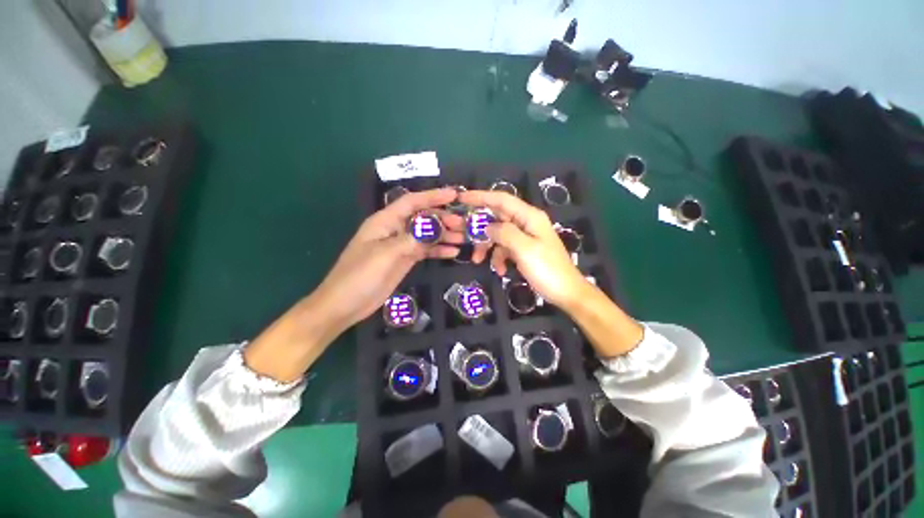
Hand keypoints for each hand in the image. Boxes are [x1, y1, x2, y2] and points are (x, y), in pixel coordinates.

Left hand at [313, 188, 464, 330]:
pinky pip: (425, 251)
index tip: (454, 195)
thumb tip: (436, 228)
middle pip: (422, 218)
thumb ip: (411, 239)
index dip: (433, 196)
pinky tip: (453, 252)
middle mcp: (394, 230)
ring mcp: (401, 246)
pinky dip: (438, 250)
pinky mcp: (405, 260)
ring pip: (426, 235)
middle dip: (443, 219)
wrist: (345, 305)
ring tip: (463, 238)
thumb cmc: (359, 276)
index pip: (412, 202)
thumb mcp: (385, 255)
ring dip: (444, 235)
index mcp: (385, 221)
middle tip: (463, 224)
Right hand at [459, 190, 589, 308]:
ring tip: (479, 261)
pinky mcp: (523, 250)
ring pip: (498, 234)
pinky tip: (499, 270)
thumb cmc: (547, 269)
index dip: (480, 196)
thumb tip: (487, 226)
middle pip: (497, 217)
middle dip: (480, 228)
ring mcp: (525, 237)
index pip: (501, 199)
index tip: (461, 199)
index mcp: (529, 216)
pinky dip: (498, 257)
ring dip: (487, 247)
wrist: (566, 293)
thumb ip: (504, 233)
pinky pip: (504, 248)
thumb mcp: (524, 249)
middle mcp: (526, 223)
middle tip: (463, 235)